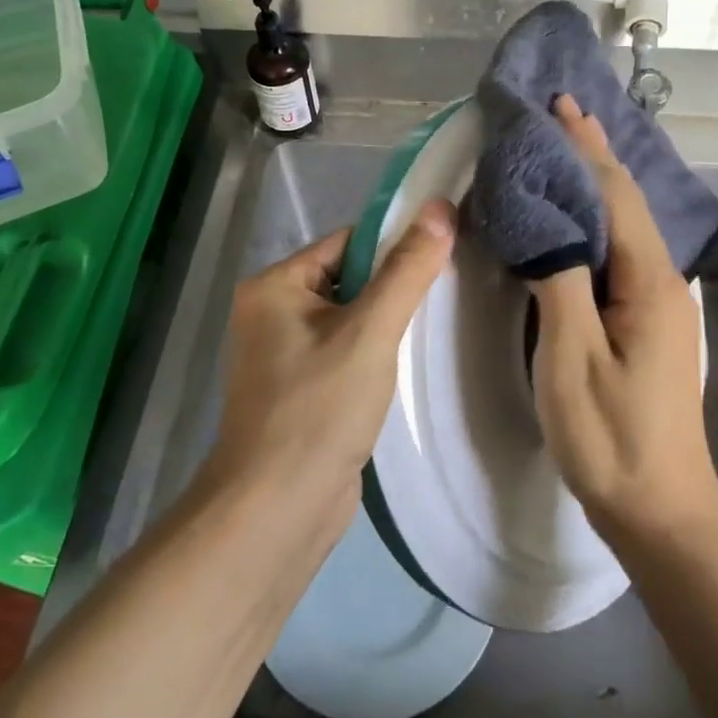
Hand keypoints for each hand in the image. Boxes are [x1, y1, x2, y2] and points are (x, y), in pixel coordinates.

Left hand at [206, 201, 454, 535]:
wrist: (277, 510)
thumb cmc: (318, 409)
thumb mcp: (370, 332)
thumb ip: (406, 271)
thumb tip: (440, 208)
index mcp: (274, 286)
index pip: (346, 243)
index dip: (394, 245)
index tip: (444, 251)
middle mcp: (271, 312)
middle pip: (348, 279)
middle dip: (393, 287)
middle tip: (446, 291)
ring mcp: (283, 354)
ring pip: (349, 319)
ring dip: (386, 323)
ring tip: (434, 325)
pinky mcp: (301, 388)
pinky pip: (344, 352)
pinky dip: (374, 354)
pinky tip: (406, 364)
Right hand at [531, 95, 717, 540]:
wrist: (661, 508)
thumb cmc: (611, 436)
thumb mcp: (572, 357)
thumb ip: (559, 281)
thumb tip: (544, 223)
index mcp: (647, 281)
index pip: (614, 195)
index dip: (585, 148)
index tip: (560, 106)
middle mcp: (660, 281)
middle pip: (624, 203)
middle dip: (593, 155)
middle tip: (558, 115)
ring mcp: (656, 303)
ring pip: (622, 226)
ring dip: (594, 184)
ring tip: (562, 152)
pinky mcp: (645, 322)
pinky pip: (617, 253)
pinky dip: (593, 221)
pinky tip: (574, 220)